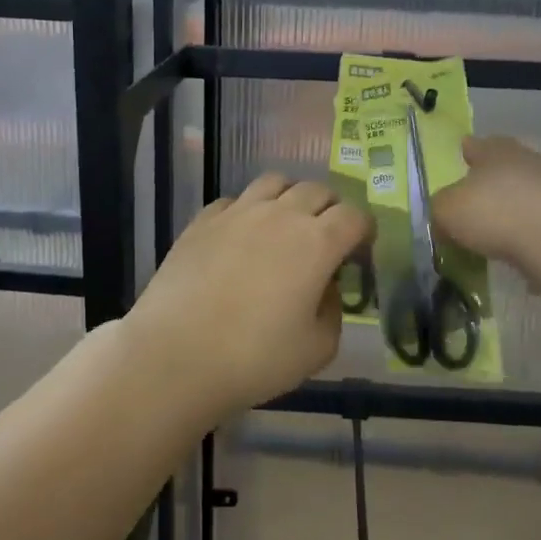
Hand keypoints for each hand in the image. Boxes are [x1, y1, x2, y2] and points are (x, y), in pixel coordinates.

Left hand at [124, 174, 371, 418]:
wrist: (176, 355)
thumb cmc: (255, 358)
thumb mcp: (317, 349)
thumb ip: (333, 311)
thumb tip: (325, 287)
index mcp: (317, 242)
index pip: (354, 216)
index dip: (364, 229)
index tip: (360, 249)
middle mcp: (281, 215)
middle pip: (317, 190)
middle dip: (331, 209)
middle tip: (326, 237)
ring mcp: (238, 212)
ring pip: (275, 182)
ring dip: (290, 197)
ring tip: (285, 224)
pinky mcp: (203, 220)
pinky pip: (234, 200)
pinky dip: (247, 210)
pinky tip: (241, 236)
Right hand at [432, 135, 540, 266]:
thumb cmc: (492, 211)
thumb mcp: (446, 210)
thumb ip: (440, 209)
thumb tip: (443, 219)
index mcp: (493, 149)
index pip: (475, 145)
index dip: (466, 153)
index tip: (461, 160)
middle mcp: (524, 158)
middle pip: (503, 164)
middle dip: (490, 178)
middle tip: (476, 196)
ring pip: (524, 189)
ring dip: (512, 202)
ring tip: (496, 225)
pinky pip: (539, 216)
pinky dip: (527, 225)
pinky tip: (517, 242)